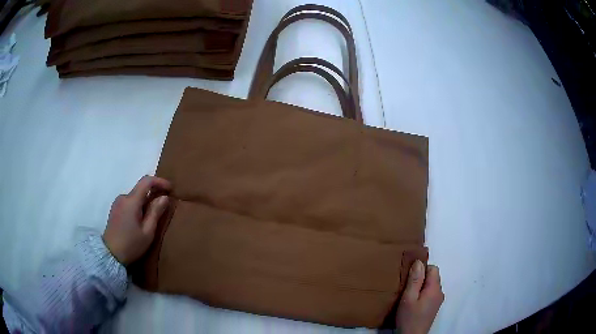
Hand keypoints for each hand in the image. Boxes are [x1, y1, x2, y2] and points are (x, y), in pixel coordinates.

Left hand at [103, 175, 171, 264]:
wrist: (110, 254)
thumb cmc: (131, 244)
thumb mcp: (147, 232)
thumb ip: (155, 212)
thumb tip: (164, 197)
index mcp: (131, 201)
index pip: (146, 181)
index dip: (160, 181)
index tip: (170, 189)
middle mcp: (123, 197)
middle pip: (141, 189)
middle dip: (153, 193)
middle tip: (164, 205)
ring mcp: (117, 203)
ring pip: (135, 196)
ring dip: (145, 201)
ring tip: (153, 216)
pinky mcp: (115, 209)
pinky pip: (129, 202)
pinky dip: (138, 205)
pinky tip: (141, 219)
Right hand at [396, 260, 443, 333]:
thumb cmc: (409, 317)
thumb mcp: (408, 298)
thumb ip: (414, 280)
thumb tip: (419, 262)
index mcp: (435, 288)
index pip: (433, 268)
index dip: (421, 269)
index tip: (409, 277)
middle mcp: (440, 292)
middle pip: (433, 276)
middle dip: (421, 278)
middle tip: (407, 287)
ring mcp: (438, 300)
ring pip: (431, 285)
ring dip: (421, 286)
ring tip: (408, 295)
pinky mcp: (434, 307)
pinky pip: (430, 293)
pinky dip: (423, 293)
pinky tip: (413, 302)